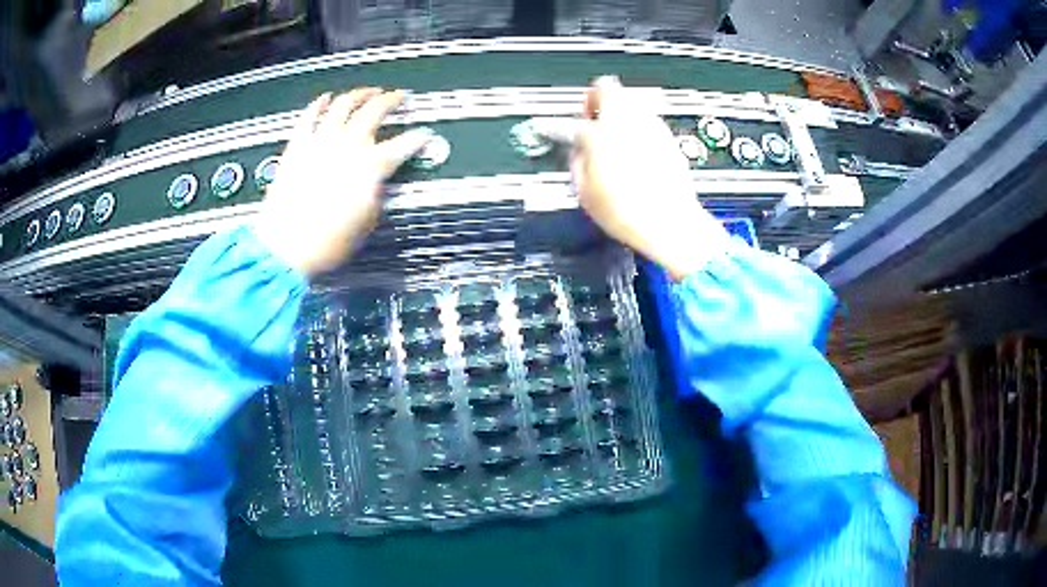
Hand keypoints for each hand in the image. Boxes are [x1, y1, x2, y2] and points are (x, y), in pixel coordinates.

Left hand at [252, 89, 431, 276]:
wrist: (285, 249)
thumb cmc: (326, 243)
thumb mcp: (366, 223)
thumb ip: (375, 195)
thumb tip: (376, 184)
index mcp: (370, 167)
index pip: (403, 145)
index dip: (418, 138)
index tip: (424, 135)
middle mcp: (347, 147)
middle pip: (374, 111)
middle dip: (391, 100)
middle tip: (398, 96)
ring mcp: (320, 143)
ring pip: (343, 105)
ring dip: (359, 94)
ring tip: (367, 91)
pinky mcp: (297, 147)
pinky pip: (308, 117)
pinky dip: (318, 104)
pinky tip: (326, 98)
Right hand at [571, 77, 727, 280]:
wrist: (669, 224)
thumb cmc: (628, 211)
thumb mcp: (585, 189)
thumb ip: (578, 158)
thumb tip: (579, 150)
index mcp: (603, 129)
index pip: (588, 97)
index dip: (580, 110)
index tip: (576, 124)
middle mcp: (630, 120)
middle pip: (612, 88)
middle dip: (601, 103)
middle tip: (596, 125)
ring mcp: (653, 128)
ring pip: (633, 104)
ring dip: (622, 117)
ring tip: (616, 144)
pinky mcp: (669, 140)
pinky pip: (649, 125)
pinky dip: (640, 133)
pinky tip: (637, 158)